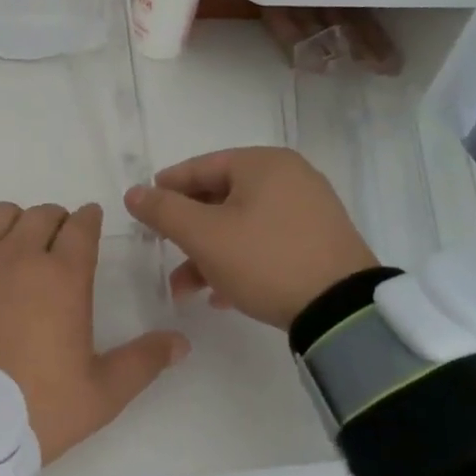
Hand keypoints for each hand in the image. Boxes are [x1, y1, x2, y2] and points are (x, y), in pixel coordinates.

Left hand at [0, 202, 188, 464]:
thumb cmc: (35, 406)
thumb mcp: (101, 394)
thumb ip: (143, 362)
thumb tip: (181, 341)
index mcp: (64, 276)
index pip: (82, 225)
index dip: (89, 220)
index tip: (89, 226)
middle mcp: (21, 253)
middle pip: (43, 214)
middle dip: (56, 223)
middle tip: (56, 248)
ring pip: (0, 214)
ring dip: (14, 224)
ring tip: (15, 250)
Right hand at [123, 148, 375, 328]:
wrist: (343, 311)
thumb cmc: (265, 260)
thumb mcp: (204, 236)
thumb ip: (164, 211)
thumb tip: (133, 192)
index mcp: (263, 164)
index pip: (202, 166)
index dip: (167, 187)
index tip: (143, 208)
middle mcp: (290, 177)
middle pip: (221, 196)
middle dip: (187, 230)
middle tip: (163, 249)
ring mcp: (309, 210)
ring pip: (242, 224)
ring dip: (209, 253)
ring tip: (185, 288)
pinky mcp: (320, 241)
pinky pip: (267, 242)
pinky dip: (240, 261)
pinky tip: (221, 295)